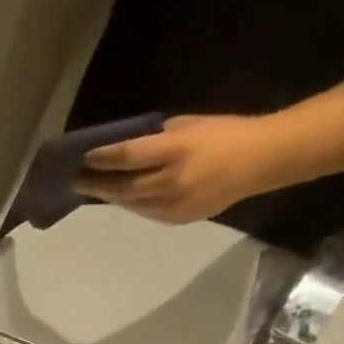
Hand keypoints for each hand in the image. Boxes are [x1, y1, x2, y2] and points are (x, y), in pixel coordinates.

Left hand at [75, 114, 291, 223]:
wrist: (266, 160)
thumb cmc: (227, 134)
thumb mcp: (190, 124)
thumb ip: (156, 137)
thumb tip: (124, 147)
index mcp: (177, 151)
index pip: (128, 157)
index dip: (103, 158)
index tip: (84, 158)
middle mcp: (172, 181)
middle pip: (122, 187)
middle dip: (96, 184)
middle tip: (77, 180)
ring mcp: (175, 204)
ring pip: (130, 203)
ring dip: (110, 196)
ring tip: (94, 189)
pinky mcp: (179, 218)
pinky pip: (146, 212)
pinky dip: (131, 203)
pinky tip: (122, 197)